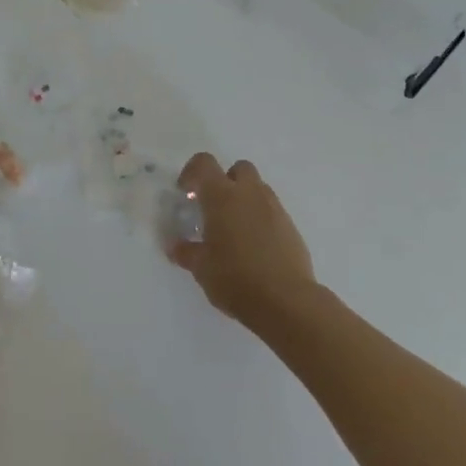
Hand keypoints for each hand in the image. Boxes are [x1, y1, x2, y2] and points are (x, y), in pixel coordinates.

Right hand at [171, 153, 318, 325]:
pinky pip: (272, 211)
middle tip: (213, 208)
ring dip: (244, 199)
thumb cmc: (235, 279)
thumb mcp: (201, 268)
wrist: (286, 302)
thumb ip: (186, 252)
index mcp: (222, 197)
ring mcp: (274, 209)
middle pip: (238, 168)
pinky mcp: (291, 227)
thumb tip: (175, 246)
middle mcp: (250, 194)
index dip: (191, 172)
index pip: (204, 163)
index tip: (185, 193)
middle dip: (225, 181)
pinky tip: (254, 246)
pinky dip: (260, 219)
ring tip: (234, 229)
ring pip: (258, 189)